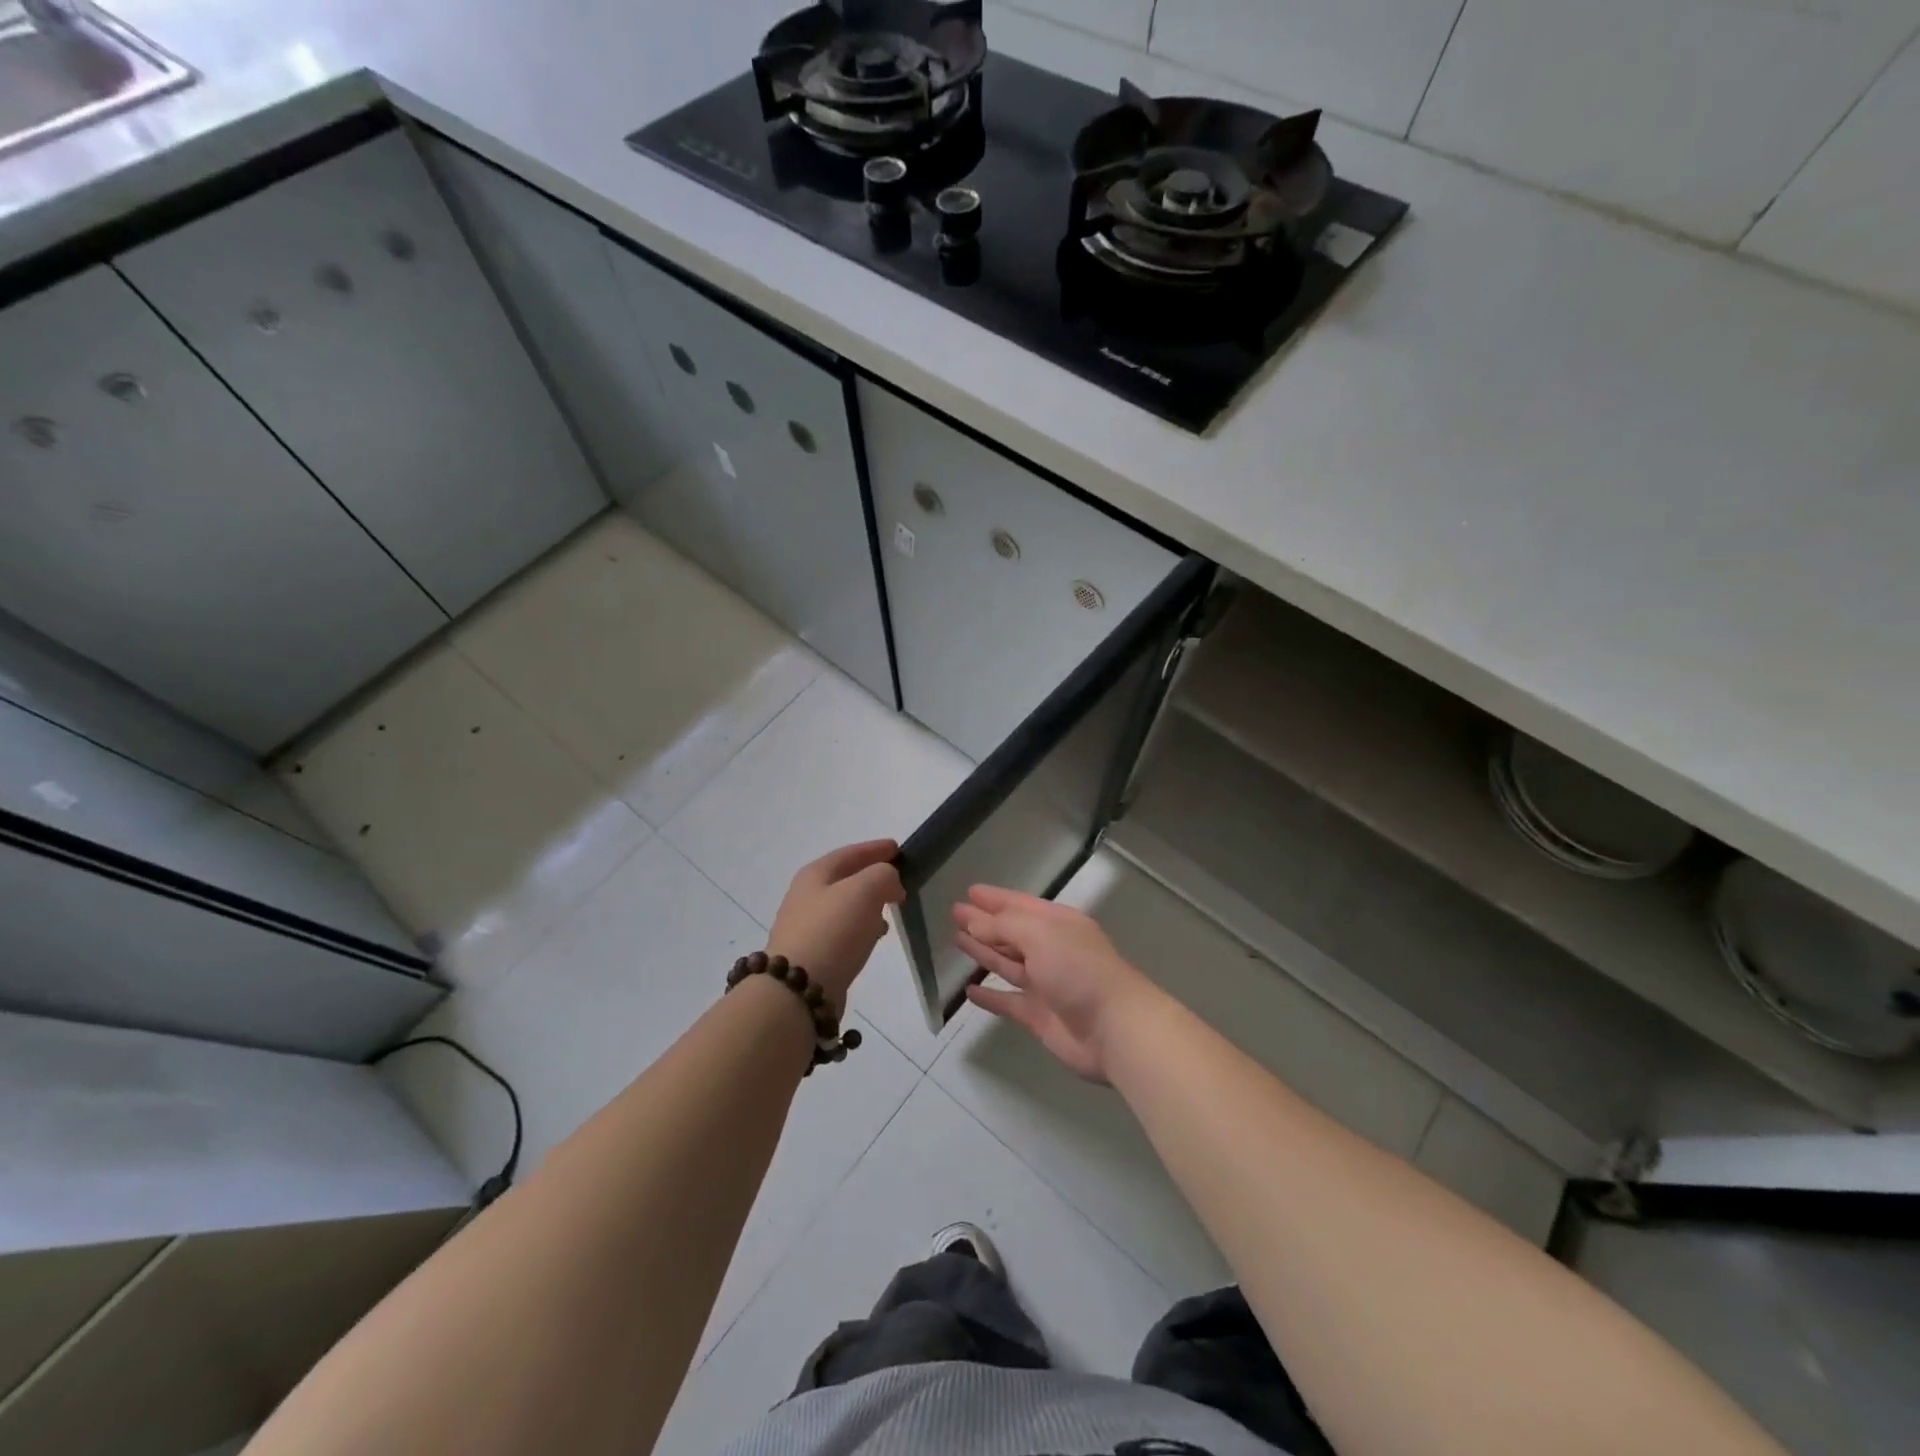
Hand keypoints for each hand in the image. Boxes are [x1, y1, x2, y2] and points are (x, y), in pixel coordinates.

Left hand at [766, 839, 903, 1013]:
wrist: (797, 990)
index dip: (875, 849)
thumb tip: (890, 883)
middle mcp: (806, 896)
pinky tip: (874, 937)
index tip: (898, 848)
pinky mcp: (811, 955)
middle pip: (845, 878)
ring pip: (844, 906)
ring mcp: (806, 927)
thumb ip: (883, 876)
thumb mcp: (864, 890)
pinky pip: (842, 931)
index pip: (850, 853)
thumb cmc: (832, 931)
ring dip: (868, 904)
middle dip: (872, 876)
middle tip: (898, 880)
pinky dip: (861, 928)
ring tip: (891, 910)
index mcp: (815, 874)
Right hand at [954, 886, 1163, 1082]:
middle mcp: (1051, 949)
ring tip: (957, 940)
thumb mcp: (1041, 935)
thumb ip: (1004, 927)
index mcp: (1058, 924)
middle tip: (955, 913)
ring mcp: (1045, 983)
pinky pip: (1007, 1001)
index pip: (1020, 904)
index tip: (970, 892)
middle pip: (1011, 932)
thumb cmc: (1079, 969)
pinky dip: (989, 997)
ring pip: (1007, 963)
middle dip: (984, 922)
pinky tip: (969, 990)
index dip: (995, 898)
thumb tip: (974, 922)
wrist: (1114, 1028)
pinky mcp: (1038, 1015)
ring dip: (983, 952)